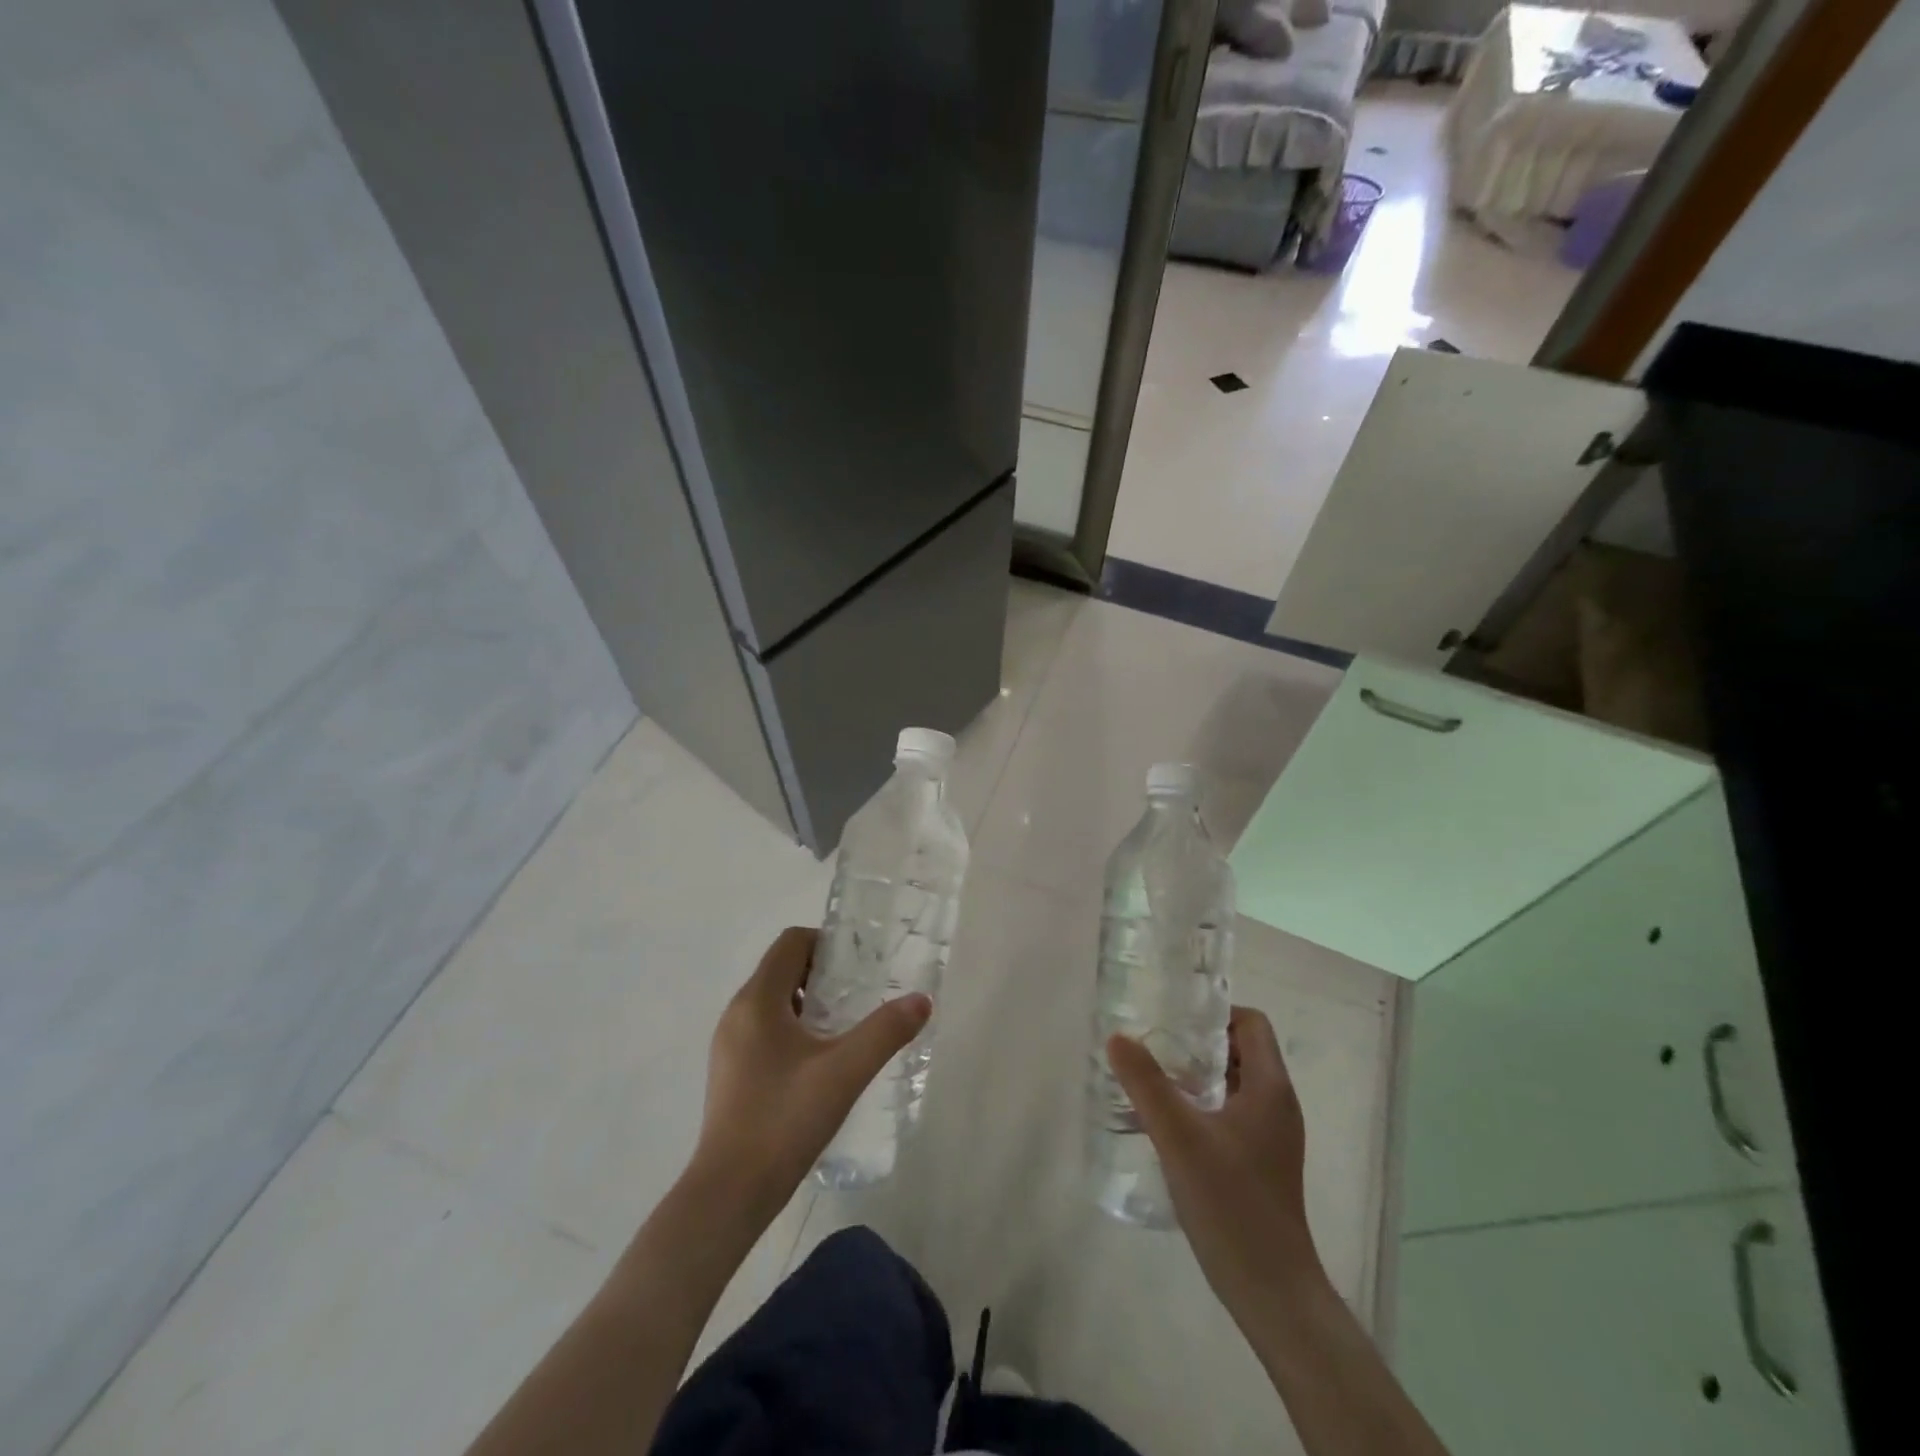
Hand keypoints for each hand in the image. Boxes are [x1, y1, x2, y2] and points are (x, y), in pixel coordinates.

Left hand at [693, 927, 930, 1224]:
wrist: (729, 1194)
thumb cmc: (784, 1120)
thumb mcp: (844, 1072)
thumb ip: (885, 1031)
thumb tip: (921, 1000)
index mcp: (757, 1000)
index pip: (791, 942)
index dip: (827, 941)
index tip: (860, 962)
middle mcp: (737, 1013)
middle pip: (782, 968)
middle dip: (823, 972)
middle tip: (861, 992)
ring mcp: (730, 1044)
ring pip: (773, 1000)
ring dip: (809, 1000)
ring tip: (846, 1026)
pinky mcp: (731, 1071)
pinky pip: (765, 1028)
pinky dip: (794, 1027)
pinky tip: (820, 1061)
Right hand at [1109, 1007, 1326, 1311]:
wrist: (1271, 1291)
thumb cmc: (1231, 1203)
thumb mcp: (1179, 1137)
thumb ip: (1146, 1083)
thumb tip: (1118, 1037)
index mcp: (1270, 1088)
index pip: (1251, 1023)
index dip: (1214, 1012)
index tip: (1172, 1019)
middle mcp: (1276, 1105)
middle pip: (1240, 1050)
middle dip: (1196, 1042)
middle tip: (1152, 1043)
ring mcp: (1270, 1137)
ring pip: (1232, 1083)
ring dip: (1195, 1074)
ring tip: (1150, 1077)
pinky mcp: (1259, 1162)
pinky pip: (1229, 1113)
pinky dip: (1200, 1104)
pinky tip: (1166, 1122)